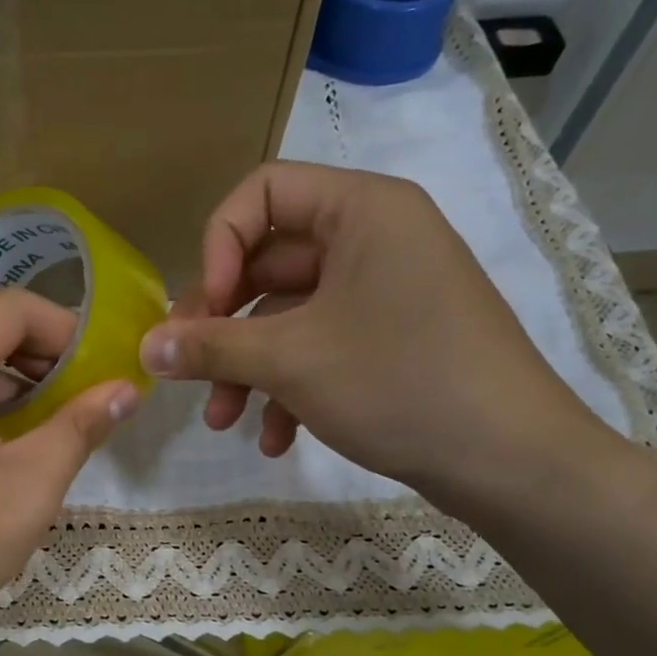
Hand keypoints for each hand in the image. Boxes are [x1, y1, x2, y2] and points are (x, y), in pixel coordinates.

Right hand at [139, 162, 606, 506]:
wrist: (511, 461)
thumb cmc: (399, 383)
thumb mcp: (291, 361)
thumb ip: (210, 346)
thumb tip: (145, 346)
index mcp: (361, 211)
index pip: (262, 194)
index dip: (218, 248)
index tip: (203, 312)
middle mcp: (375, 239)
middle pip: (268, 264)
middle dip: (223, 326)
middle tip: (188, 372)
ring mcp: (385, 292)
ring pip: (289, 316)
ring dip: (248, 368)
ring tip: (223, 421)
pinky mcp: (392, 340)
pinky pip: (322, 347)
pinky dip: (290, 387)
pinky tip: (276, 439)